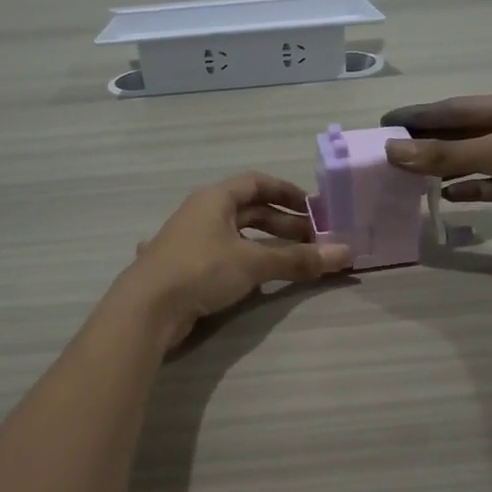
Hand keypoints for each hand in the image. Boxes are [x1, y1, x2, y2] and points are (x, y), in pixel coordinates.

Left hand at [119, 173, 352, 348]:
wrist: (146, 308)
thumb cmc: (201, 269)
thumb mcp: (254, 263)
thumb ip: (298, 260)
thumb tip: (345, 254)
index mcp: (214, 198)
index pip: (257, 182)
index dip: (287, 192)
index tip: (314, 208)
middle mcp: (201, 213)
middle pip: (249, 211)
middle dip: (283, 224)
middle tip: (313, 240)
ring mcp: (190, 242)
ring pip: (236, 236)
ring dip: (266, 245)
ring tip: (293, 261)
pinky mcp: (185, 269)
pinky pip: (223, 258)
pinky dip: (245, 263)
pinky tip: (255, 278)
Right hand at [380, 92, 491, 245]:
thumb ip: (447, 154)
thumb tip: (393, 151)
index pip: (455, 109)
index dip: (420, 115)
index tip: (386, 122)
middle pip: (461, 134)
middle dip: (427, 142)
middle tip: (387, 152)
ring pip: (471, 162)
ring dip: (442, 168)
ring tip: (405, 175)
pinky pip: (487, 187)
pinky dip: (466, 190)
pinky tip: (443, 196)